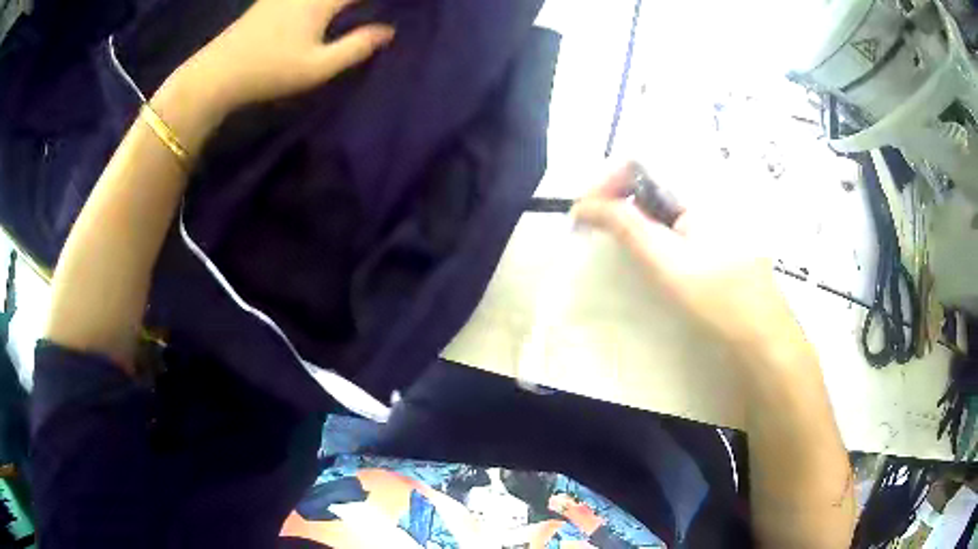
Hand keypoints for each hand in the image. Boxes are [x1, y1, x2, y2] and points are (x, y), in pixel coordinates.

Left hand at [174, 0, 393, 112]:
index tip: (403, 5)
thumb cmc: (268, 72)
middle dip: (357, 0)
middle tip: (371, 7)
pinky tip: (323, 7)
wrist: (216, 74)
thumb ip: (356, 47)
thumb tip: (389, 31)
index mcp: (322, 0)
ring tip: (352, 7)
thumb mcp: (317, 68)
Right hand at [571, 162, 802, 355]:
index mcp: (700, 182)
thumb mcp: (665, 261)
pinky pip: (676, 201)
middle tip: (597, 223)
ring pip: (661, 185)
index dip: (607, 178)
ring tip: (618, 233)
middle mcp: (709, 179)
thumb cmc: (717, 296)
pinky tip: (650, 239)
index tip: (587, 210)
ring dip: (634, 204)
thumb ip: (624, 225)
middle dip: (617, 191)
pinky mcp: (717, 215)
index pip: (640, 156)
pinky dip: (654, 214)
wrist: (760, 327)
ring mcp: (716, 197)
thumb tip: (583, 206)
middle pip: (649, 167)